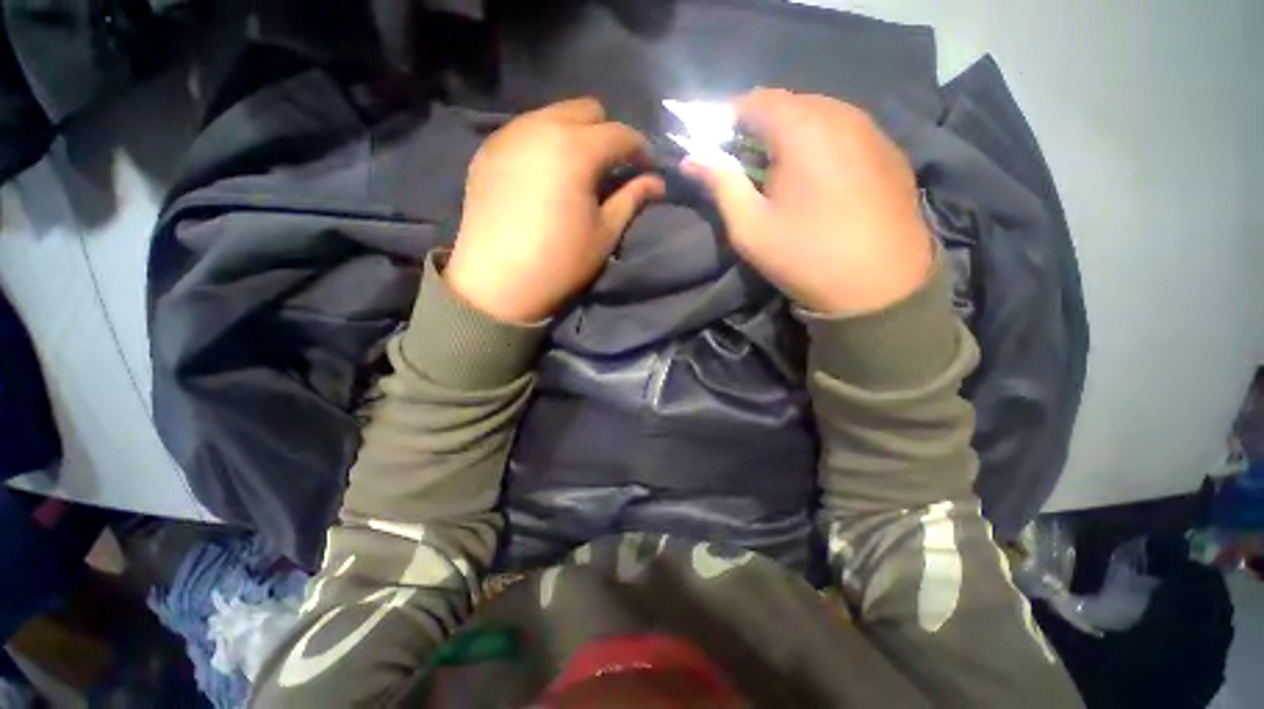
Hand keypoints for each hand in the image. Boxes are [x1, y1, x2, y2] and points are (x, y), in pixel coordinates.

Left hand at [445, 98, 664, 322]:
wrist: (497, 284)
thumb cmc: (560, 262)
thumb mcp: (605, 233)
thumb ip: (632, 199)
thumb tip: (658, 182)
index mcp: (575, 149)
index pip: (620, 134)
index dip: (641, 150)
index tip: (647, 169)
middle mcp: (540, 127)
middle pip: (586, 110)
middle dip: (607, 134)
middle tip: (611, 169)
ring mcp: (508, 135)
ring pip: (553, 115)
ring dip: (574, 135)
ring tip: (577, 172)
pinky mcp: (487, 150)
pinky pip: (525, 131)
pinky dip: (544, 143)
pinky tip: (544, 176)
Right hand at [683, 89, 932, 315]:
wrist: (881, 285)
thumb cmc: (806, 256)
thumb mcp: (751, 228)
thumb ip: (721, 185)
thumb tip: (691, 158)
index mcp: (802, 129)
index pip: (755, 99)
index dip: (728, 117)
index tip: (714, 144)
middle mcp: (841, 114)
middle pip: (789, 103)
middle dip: (759, 126)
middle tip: (744, 163)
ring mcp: (872, 130)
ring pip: (819, 114)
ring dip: (791, 134)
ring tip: (778, 172)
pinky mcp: (889, 150)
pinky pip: (845, 131)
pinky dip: (820, 143)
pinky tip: (816, 178)